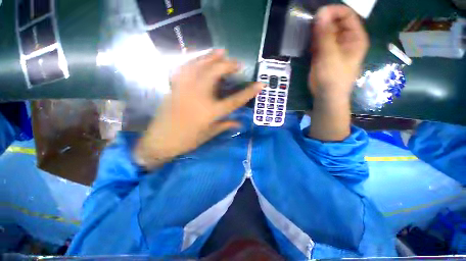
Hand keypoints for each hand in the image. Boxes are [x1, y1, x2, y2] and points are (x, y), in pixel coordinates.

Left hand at [134, 50, 263, 168]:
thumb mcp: (210, 134)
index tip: (260, 84)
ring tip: (221, 51)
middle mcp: (199, 97)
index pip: (235, 100)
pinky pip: (184, 68)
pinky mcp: (174, 87)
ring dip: (212, 57)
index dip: (249, 92)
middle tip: (237, 63)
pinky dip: (194, 61)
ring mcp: (185, 89)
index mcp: (210, 112)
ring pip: (199, 66)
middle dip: (228, 65)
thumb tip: (239, 123)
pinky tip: (200, 58)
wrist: (161, 140)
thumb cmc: (188, 140)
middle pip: (216, 74)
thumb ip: (225, 125)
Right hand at [308, 5, 368, 140]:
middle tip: (309, 26)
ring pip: (326, 32)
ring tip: (308, 36)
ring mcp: (334, 47)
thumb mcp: (330, 55)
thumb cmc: (332, 78)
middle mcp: (346, 40)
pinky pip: (320, 42)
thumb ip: (325, 35)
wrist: (326, 96)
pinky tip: (309, 45)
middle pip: (336, 22)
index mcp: (355, 37)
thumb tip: (320, 12)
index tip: (317, 15)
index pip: (347, 15)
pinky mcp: (324, 54)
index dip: (333, 11)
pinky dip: (313, 41)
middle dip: (323, 22)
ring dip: (317, 31)